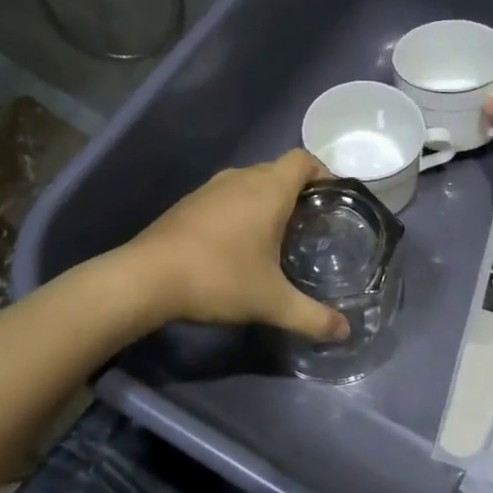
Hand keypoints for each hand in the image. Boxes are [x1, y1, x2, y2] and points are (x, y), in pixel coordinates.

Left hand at [124, 150, 350, 341]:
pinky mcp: (188, 203)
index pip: (303, 160)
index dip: (323, 172)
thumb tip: (345, 332)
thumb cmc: (219, 278)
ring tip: (277, 234)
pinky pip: (226, 195)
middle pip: (278, 170)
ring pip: (249, 182)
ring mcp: (210, 188)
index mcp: (268, 190)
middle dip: (298, 191)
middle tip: (311, 224)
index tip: (333, 200)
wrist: (147, 277)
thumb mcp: (272, 303)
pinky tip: (237, 244)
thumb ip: (312, 317)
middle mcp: (241, 178)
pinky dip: (240, 209)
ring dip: (266, 200)